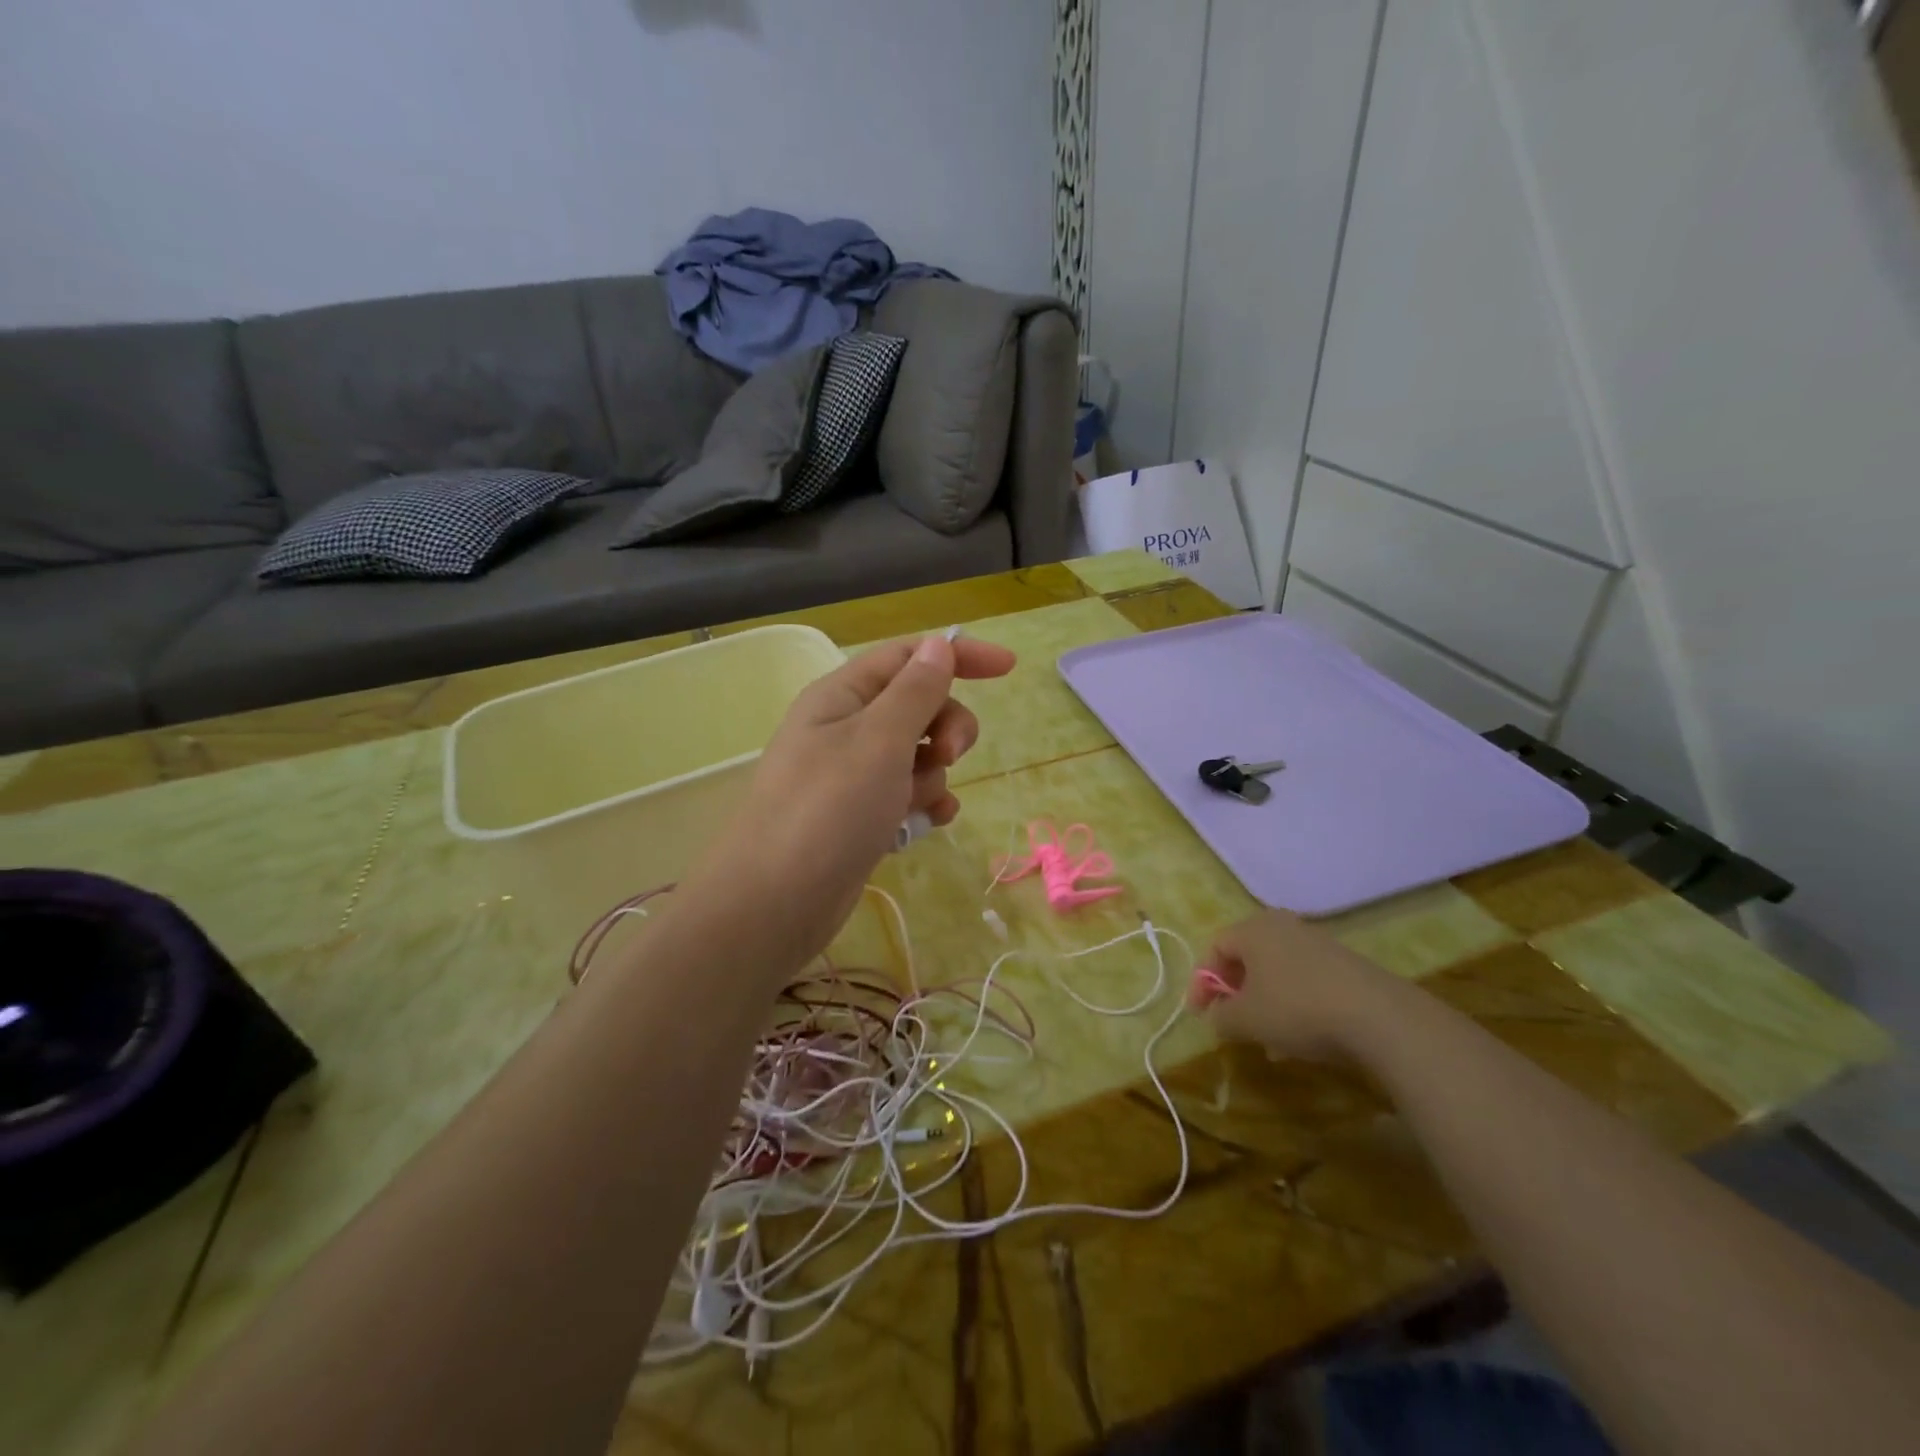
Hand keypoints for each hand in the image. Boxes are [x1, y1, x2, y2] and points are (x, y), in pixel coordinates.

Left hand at [686, 632, 1015, 961]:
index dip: (958, 654)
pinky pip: (908, 794)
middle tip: (948, 752)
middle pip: (918, 705)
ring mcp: (852, 775)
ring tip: (918, 803)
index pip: (908, 656)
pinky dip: (924, 803)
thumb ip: (915, 691)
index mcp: (842, 696)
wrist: (776, 904)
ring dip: (934, 773)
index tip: (1008, 668)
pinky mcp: (860, 816)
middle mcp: (845, 728)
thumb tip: (939, 645)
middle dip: (946, 725)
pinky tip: (929, 824)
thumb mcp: (878, 740)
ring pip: (918, 754)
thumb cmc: (827, 810)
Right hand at [1194, 909, 1406, 1062]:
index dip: (1202, 982)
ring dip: (1264, 1002)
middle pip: (1247, 957)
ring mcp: (1317, 942)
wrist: (1380, 1017)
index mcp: (1253, 928)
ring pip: (1277, 972)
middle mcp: (1283, 926)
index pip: (1215, 948)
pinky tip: (1300, 1037)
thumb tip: (1217, 1016)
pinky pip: (1304, 980)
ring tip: (1267, 1040)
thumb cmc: (1297, 1009)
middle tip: (1231, 1022)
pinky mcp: (1345, 964)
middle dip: (1235, 992)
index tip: (1200, 1015)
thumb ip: (1221, 1017)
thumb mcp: (1246, 1020)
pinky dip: (1292, 1003)